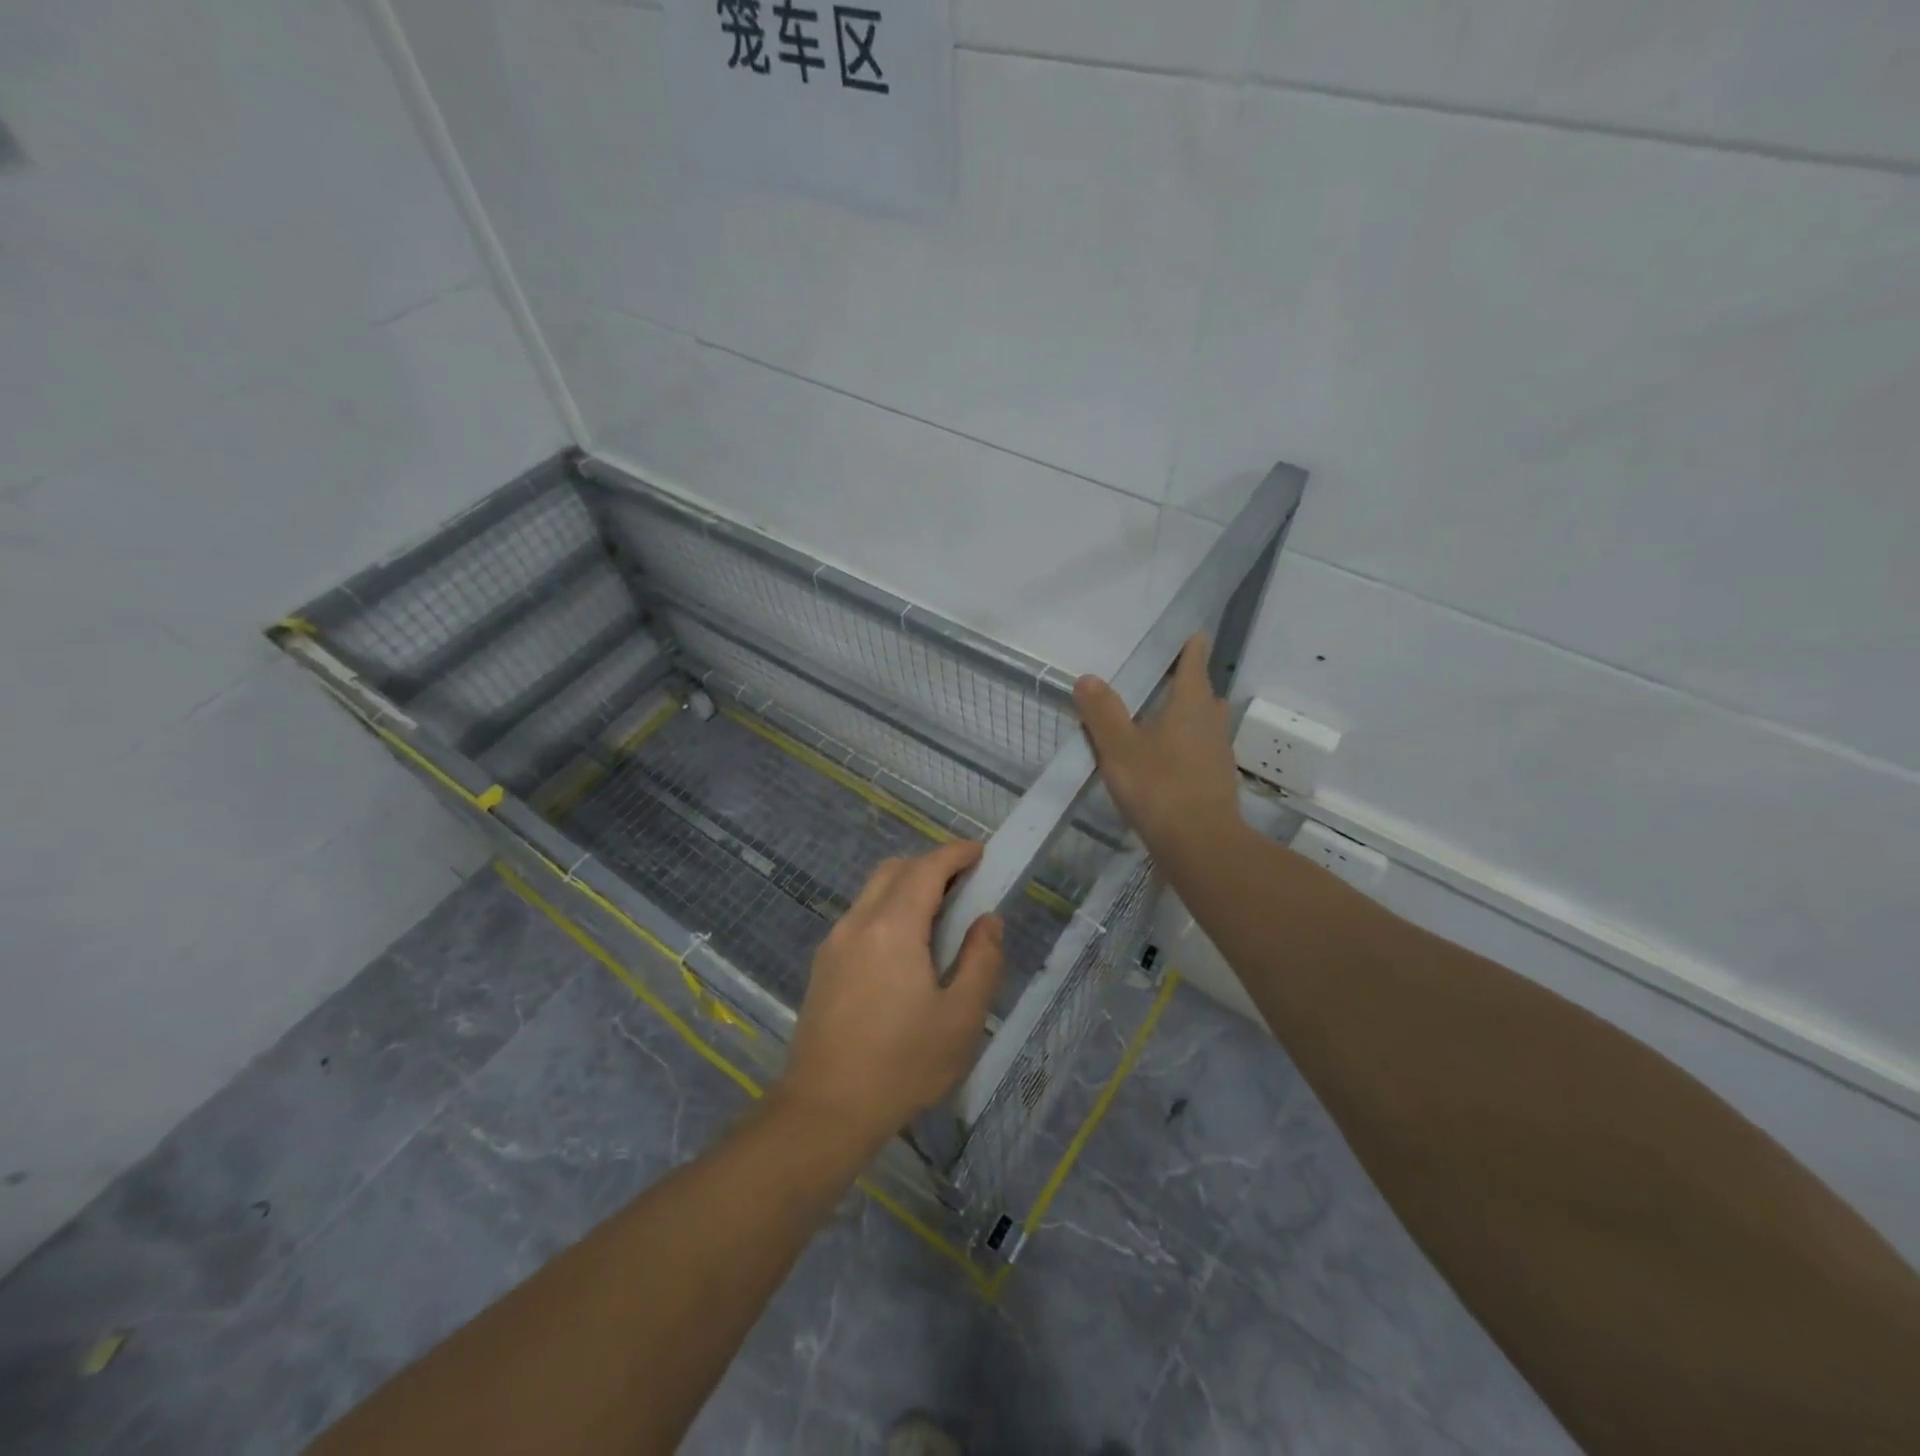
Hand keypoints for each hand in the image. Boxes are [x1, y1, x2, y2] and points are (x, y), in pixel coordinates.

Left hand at [777, 840, 1004, 1145]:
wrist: (825, 1110)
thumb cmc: (902, 1064)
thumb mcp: (960, 1018)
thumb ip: (981, 961)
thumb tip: (987, 921)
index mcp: (893, 927)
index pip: (927, 869)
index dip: (956, 855)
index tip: (981, 853)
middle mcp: (858, 922)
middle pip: (894, 870)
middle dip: (931, 865)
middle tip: (965, 885)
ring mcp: (834, 943)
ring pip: (873, 892)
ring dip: (907, 887)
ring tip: (939, 917)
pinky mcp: (822, 965)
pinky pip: (860, 917)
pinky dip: (887, 910)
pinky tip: (905, 949)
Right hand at [1074, 633, 1245, 865]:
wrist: (1200, 844)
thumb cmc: (1159, 786)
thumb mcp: (1119, 747)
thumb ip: (1102, 712)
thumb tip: (1088, 678)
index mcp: (1190, 704)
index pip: (1194, 663)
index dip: (1191, 647)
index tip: (1193, 632)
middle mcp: (1211, 722)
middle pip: (1202, 693)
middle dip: (1187, 683)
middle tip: (1163, 679)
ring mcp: (1218, 752)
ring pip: (1203, 723)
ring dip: (1187, 715)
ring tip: (1160, 717)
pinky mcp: (1216, 780)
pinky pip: (1200, 749)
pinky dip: (1185, 744)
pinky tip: (1165, 759)